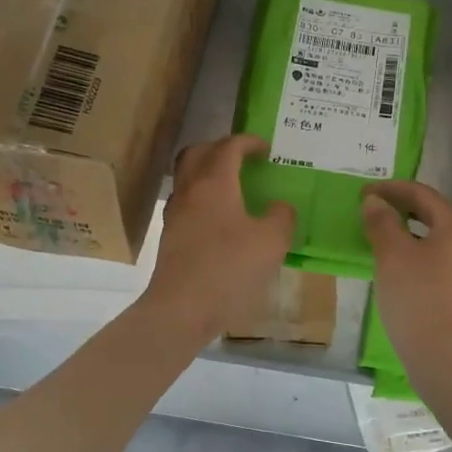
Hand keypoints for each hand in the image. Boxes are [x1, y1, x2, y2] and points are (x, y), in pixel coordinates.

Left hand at [141, 135, 296, 342]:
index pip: (229, 147)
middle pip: (197, 153)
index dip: (248, 142)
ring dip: (208, 174)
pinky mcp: (170, 238)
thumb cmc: (229, 269)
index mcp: (214, 183)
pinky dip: (203, 200)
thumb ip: (281, 217)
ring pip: (187, 179)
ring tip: (233, 189)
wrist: (182, 309)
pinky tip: (221, 221)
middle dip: (220, 149)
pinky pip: (186, 204)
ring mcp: (175, 215)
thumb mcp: (271, 242)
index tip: (266, 150)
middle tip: (242, 159)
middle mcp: (190, 191)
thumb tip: (280, 208)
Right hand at [361, 180, 451, 371]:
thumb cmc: (418, 296)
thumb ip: (382, 222)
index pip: (422, 194)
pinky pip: (436, 264)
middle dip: (400, 210)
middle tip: (370, 211)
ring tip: (378, 239)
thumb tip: (375, 201)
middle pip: (432, 216)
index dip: (390, 189)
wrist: (447, 355)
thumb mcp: (392, 254)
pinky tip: (394, 270)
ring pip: (434, 241)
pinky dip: (414, 257)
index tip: (362, 193)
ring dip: (406, 234)